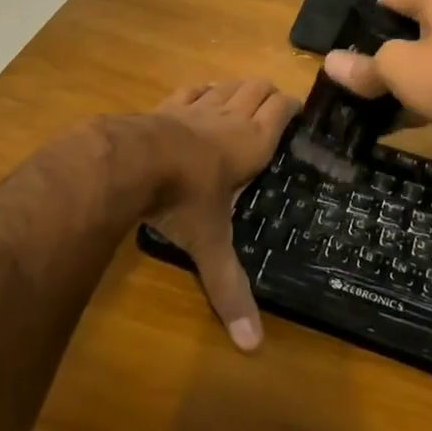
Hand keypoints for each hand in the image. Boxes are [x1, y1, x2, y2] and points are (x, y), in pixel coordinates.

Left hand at [143, 79, 298, 352]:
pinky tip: (201, 97)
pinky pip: (193, 88)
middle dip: (268, 94)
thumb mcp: (210, 244)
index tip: (299, 114)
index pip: (282, 109)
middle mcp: (230, 117)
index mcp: (252, 143)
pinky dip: (203, 90)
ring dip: (238, 89)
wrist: (132, 161)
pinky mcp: (169, 103)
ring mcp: (198, 106)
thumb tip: (252, 347)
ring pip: (228, 84)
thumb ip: (229, 288)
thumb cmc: (184, 199)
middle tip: (273, 111)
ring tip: (242, 102)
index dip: (293, 107)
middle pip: (258, 87)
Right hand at [323, 0, 431, 143]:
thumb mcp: (394, 69)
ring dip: (404, 77)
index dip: (365, 25)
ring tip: (375, 100)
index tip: (346, 53)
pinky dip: (427, 94)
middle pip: (410, 28)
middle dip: (384, 53)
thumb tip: (329, 61)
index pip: (390, 0)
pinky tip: (404, 117)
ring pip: (428, 57)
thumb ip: (362, 66)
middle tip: (358, 78)